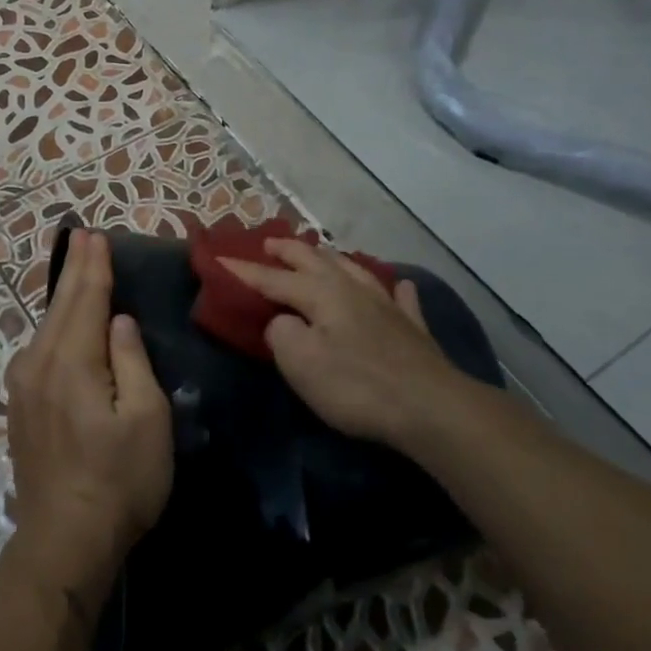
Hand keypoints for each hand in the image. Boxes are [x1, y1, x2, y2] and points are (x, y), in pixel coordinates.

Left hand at [3, 230, 173, 616]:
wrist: (64, 540)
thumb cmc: (119, 480)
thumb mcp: (146, 419)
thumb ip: (131, 361)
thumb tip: (118, 321)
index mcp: (72, 362)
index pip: (86, 300)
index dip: (95, 267)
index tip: (96, 235)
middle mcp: (39, 364)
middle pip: (61, 306)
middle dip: (75, 270)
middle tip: (82, 236)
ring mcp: (23, 387)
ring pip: (45, 327)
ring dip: (63, 295)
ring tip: (75, 269)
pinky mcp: (20, 408)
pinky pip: (39, 349)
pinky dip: (53, 325)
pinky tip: (59, 322)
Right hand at [220, 239, 465, 452]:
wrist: (430, 407)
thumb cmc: (356, 385)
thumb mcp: (300, 362)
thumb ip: (280, 333)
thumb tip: (281, 322)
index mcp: (321, 294)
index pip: (274, 279)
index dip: (245, 271)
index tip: (220, 261)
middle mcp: (353, 288)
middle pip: (315, 260)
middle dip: (288, 250)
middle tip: (269, 243)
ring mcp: (387, 305)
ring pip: (354, 269)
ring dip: (330, 258)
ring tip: (318, 253)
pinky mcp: (412, 327)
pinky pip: (400, 297)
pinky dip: (393, 288)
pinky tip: (397, 286)